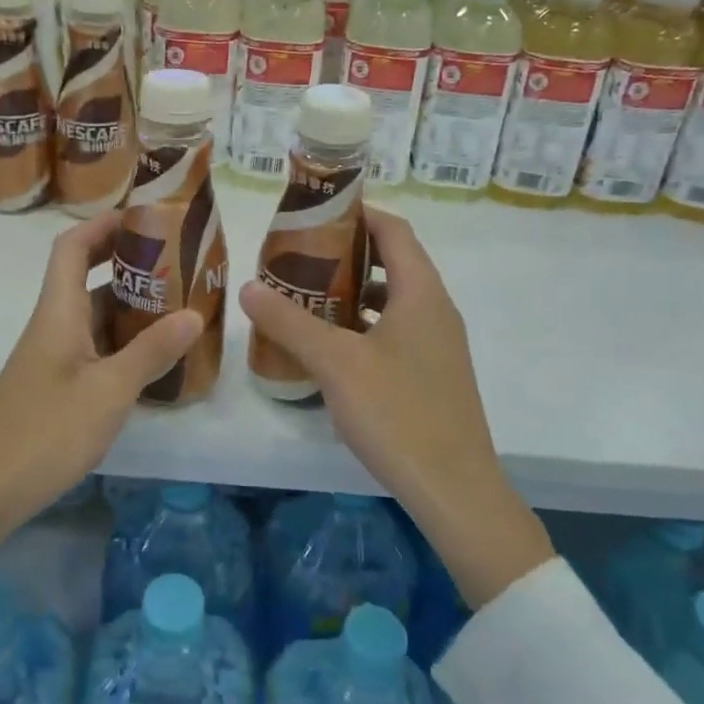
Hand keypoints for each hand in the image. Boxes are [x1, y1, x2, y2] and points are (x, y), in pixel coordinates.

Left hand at [0, 211, 203, 578]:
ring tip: (178, 304)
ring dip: (130, 304)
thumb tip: (194, 314)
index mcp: (58, 312)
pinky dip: (123, 341)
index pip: (72, 247)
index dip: (104, 224)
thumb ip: (151, 352)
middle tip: (177, 262)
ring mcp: (52, 357)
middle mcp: (53, 325)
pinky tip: (153, 357)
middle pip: (86, 276)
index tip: (145, 216)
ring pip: (93, 315)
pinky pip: (93, 347)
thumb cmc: (44, 432)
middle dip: (128, 262)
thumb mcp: (108, 391)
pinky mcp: (55, 386)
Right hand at [239, 205, 553, 608]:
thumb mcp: (336, 363)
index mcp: (421, 293)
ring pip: (392, 300)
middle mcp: (435, 310)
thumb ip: (290, 323)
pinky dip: (363, 326)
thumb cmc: (398, 414)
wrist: (455, 491)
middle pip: (393, 261)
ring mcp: (438, 345)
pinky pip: (395, 331)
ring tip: (307, 296)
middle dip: (347, 253)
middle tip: (299, 255)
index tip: (316, 212)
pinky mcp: (432, 375)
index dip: (359, 213)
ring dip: (353, 292)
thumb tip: (248, 287)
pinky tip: (330, 347)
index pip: (394, 230)